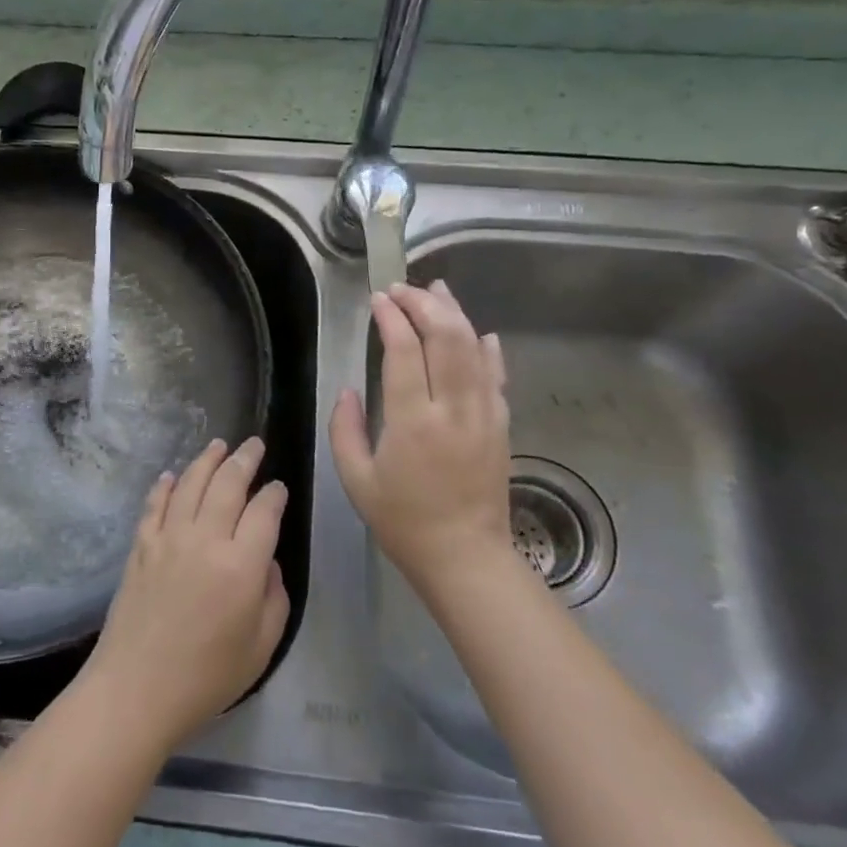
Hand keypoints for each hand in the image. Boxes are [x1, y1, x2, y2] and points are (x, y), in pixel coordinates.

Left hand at [79, 437, 289, 752]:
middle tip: (254, 445)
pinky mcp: (141, 546)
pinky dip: (166, 485)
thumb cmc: (206, 677)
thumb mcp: (261, 647)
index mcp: (242, 565)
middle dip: (244, 460)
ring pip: (191, 484)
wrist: (136, 690)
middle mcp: (206, 539)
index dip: (274, 494)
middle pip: (228, 484)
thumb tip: (267, 562)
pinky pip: (155, 504)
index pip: (265, 512)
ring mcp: (168, 538)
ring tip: (218, 444)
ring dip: (207, 460)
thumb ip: (274, 597)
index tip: (279, 488)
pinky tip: (173, 475)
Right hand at [331, 281, 512, 589]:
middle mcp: (453, 409)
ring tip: (436, 290)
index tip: (378, 300)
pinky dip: (488, 349)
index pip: (405, 352)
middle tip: (401, 289)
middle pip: (446, 338)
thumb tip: (348, 390)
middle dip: (423, 304)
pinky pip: (497, 377)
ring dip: (455, 314)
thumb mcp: (356, 480)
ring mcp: (484, 415)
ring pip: (474, 349)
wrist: (466, 557)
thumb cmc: (403, 521)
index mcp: (413, 422)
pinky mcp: (501, 425)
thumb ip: (345, 429)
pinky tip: (480, 332)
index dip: (392, 318)